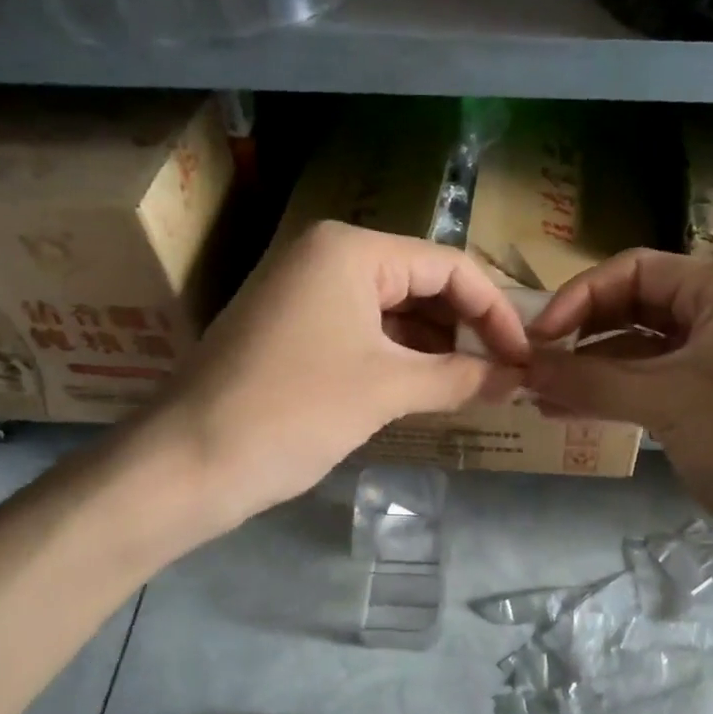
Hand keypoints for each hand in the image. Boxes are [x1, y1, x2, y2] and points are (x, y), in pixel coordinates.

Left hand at [120, 222, 528, 543]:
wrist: (188, 463)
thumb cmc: (294, 411)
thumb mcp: (387, 390)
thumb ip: (460, 377)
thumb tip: (515, 378)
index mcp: (351, 250)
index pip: (449, 266)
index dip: (495, 312)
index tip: (524, 358)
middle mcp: (326, 255)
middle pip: (421, 283)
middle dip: (466, 329)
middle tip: (504, 374)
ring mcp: (304, 291)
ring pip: (393, 310)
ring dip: (436, 347)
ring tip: (476, 386)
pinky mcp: (292, 328)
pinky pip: (363, 332)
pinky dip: (400, 357)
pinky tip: (429, 388)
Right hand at [525, 250, 712, 580]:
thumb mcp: (666, 401)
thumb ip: (589, 379)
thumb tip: (523, 366)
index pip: (636, 271)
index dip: (580, 297)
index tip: (537, 338)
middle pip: (636, 308)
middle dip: (583, 335)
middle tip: (533, 366)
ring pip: (642, 352)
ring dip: (593, 370)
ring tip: (540, 395)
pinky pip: (655, 386)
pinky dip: (616, 396)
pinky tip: (572, 412)